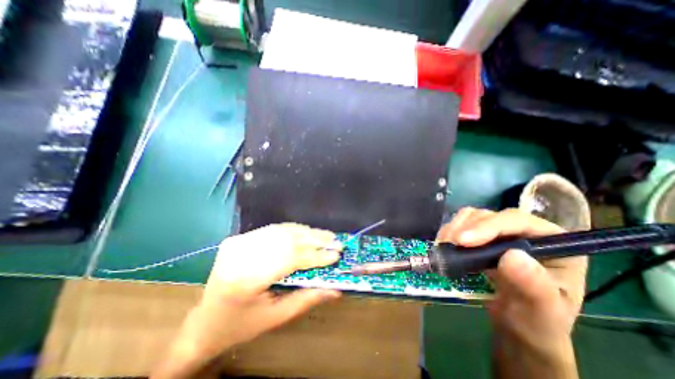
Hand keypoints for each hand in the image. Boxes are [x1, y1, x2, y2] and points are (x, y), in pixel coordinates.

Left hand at [159, 225, 343, 375]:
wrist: (204, 321)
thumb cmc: (240, 325)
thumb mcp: (276, 318)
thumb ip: (307, 299)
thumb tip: (335, 289)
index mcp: (245, 279)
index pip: (289, 259)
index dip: (316, 256)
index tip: (336, 255)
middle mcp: (240, 254)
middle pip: (286, 240)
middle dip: (315, 240)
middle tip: (336, 241)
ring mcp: (238, 242)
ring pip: (281, 231)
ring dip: (307, 232)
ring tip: (326, 236)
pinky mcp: (239, 238)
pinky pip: (273, 229)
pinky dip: (294, 230)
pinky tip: (307, 233)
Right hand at [438, 211, 585, 357]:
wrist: (516, 326)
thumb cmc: (535, 321)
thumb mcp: (541, 312)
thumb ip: (533, 287)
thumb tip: (513, 255)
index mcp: (552, 243)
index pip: (518, 221)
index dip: (489, 226)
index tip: (463, 241)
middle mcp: (524, 232)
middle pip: (490, 216)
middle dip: (467, 228)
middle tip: (448, 245)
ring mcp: (500, 232)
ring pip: (473, 216)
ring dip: (455, 228)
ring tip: (445, 246)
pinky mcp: (481, 236)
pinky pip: (461, 224)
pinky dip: (449, 231)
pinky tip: (444, 244)